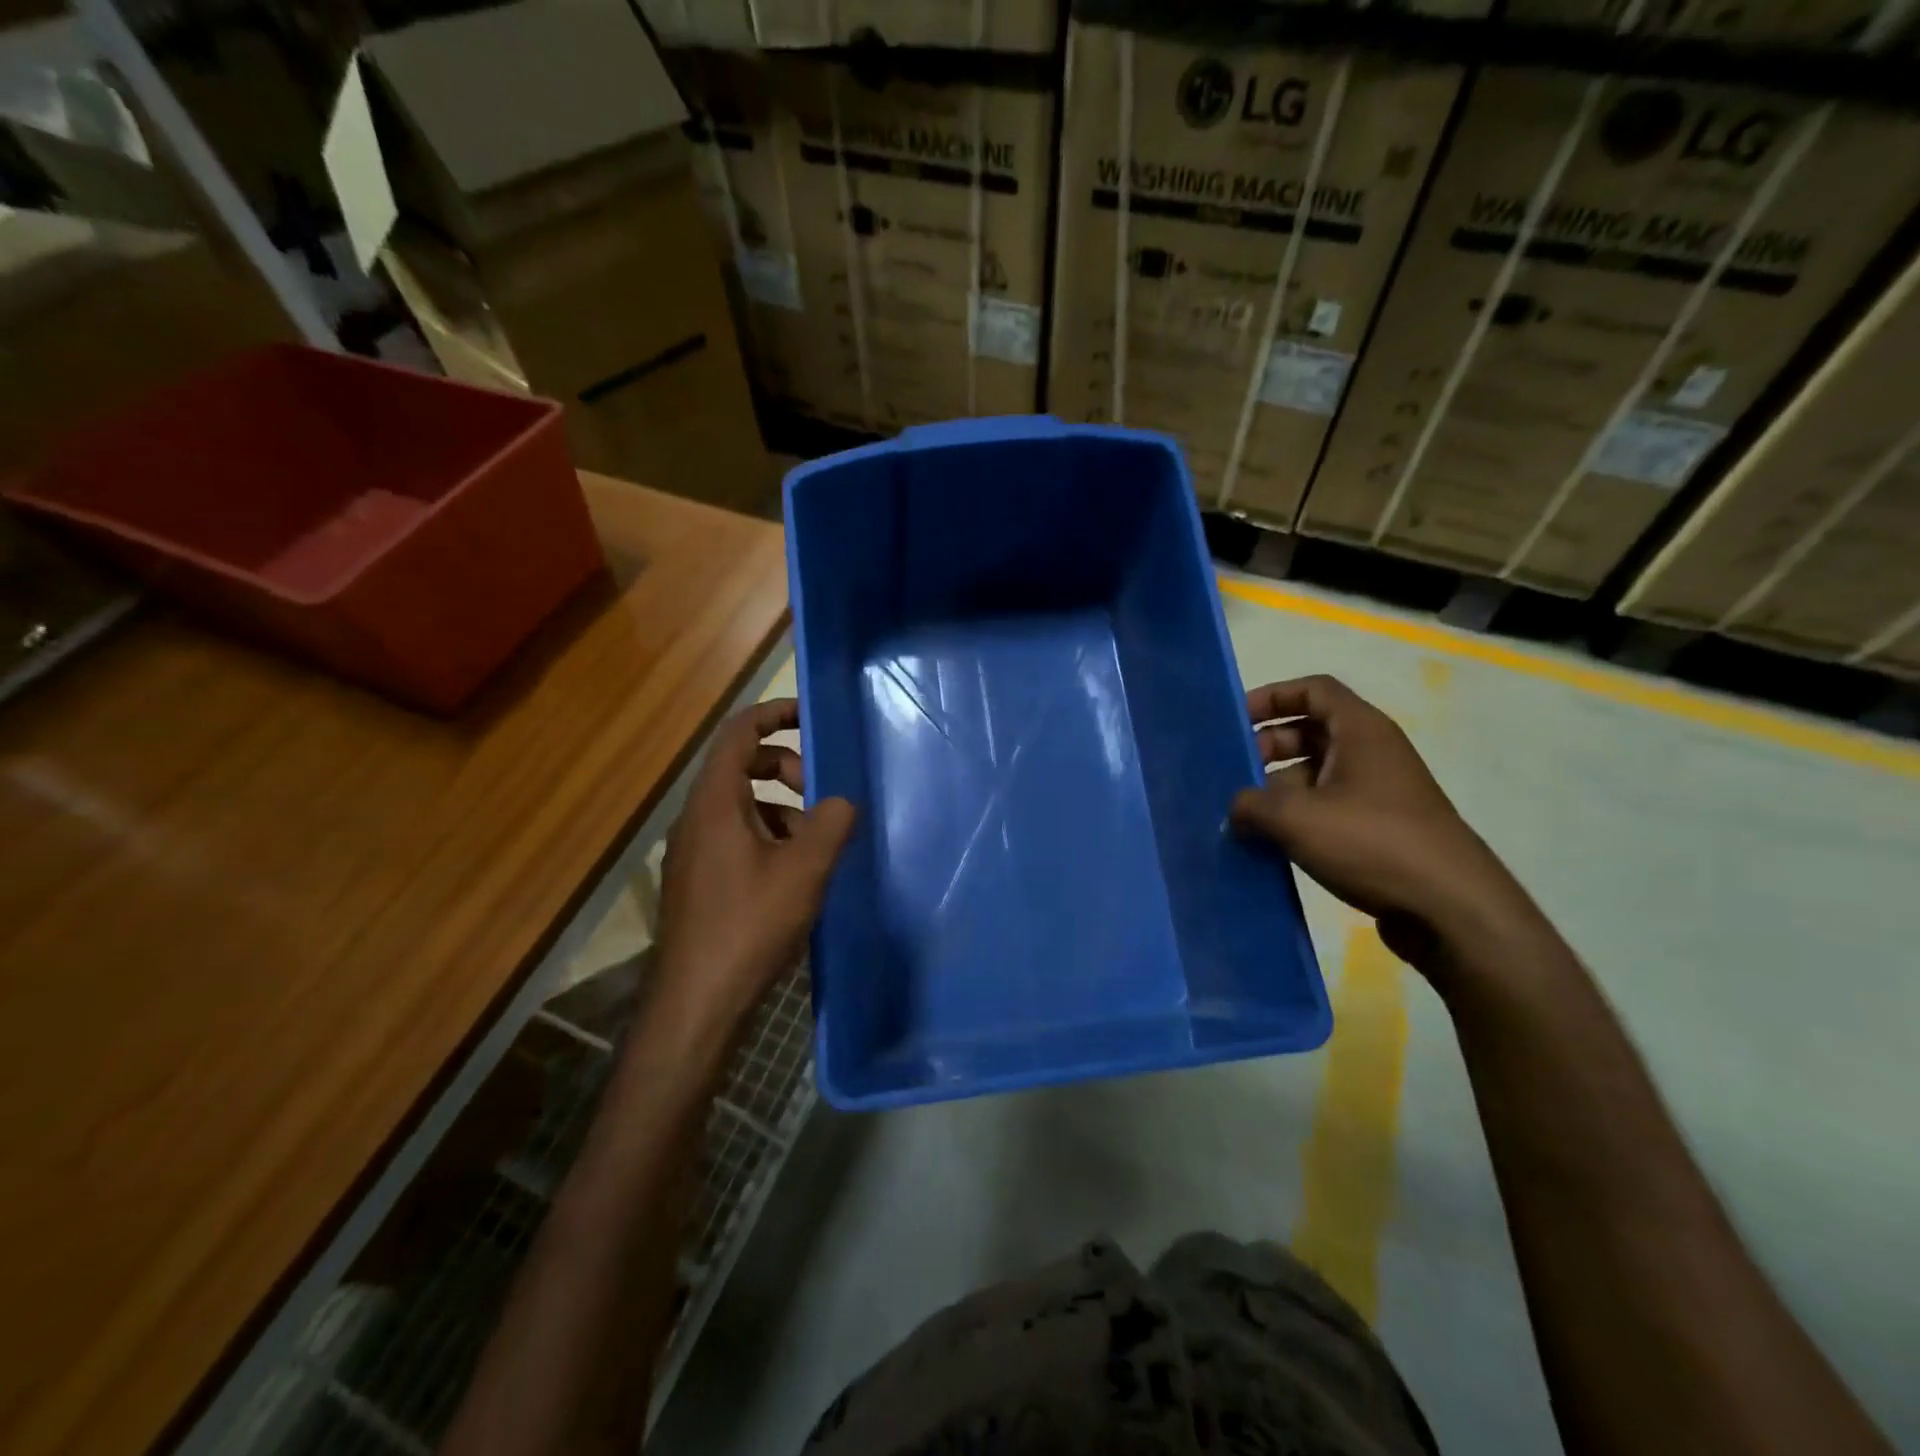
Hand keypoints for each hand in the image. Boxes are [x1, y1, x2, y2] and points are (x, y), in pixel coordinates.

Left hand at [651, 699, 855, 1039]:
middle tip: (821, 793)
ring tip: (815, 841)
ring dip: (780, 807)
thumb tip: (841, 802)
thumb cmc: (750, 926)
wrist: (696, 1002)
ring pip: (740, 805)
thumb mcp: (804, 870)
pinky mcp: (698, 881)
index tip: (808, 716)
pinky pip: (734, 836)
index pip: (738, 734)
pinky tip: (793, 874)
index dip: (773, 715)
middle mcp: (696, 819)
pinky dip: (767, 836)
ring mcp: (693, 852)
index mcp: (715, 803)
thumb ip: (831, 824)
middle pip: (740, 767)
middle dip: (785, 767)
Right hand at [1230, 675, 1531, 965]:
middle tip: (1232, 774)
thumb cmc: (1372, 843)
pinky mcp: (1379, 829)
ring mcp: (1378, 793)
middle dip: (1266, 747)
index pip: (1313, 690)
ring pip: (1315, 773)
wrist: (1451, 909)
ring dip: (1277, 788)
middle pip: (1310, 731)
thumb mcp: (1296, 817)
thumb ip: (1251, 804)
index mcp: (1361, 731)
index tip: (1235, 722)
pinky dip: (1297, 817)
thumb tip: (1235, 808)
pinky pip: (1327, 808)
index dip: (1271, 697)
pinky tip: (1269, 843)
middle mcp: (1372, 753)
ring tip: (1241, 815)